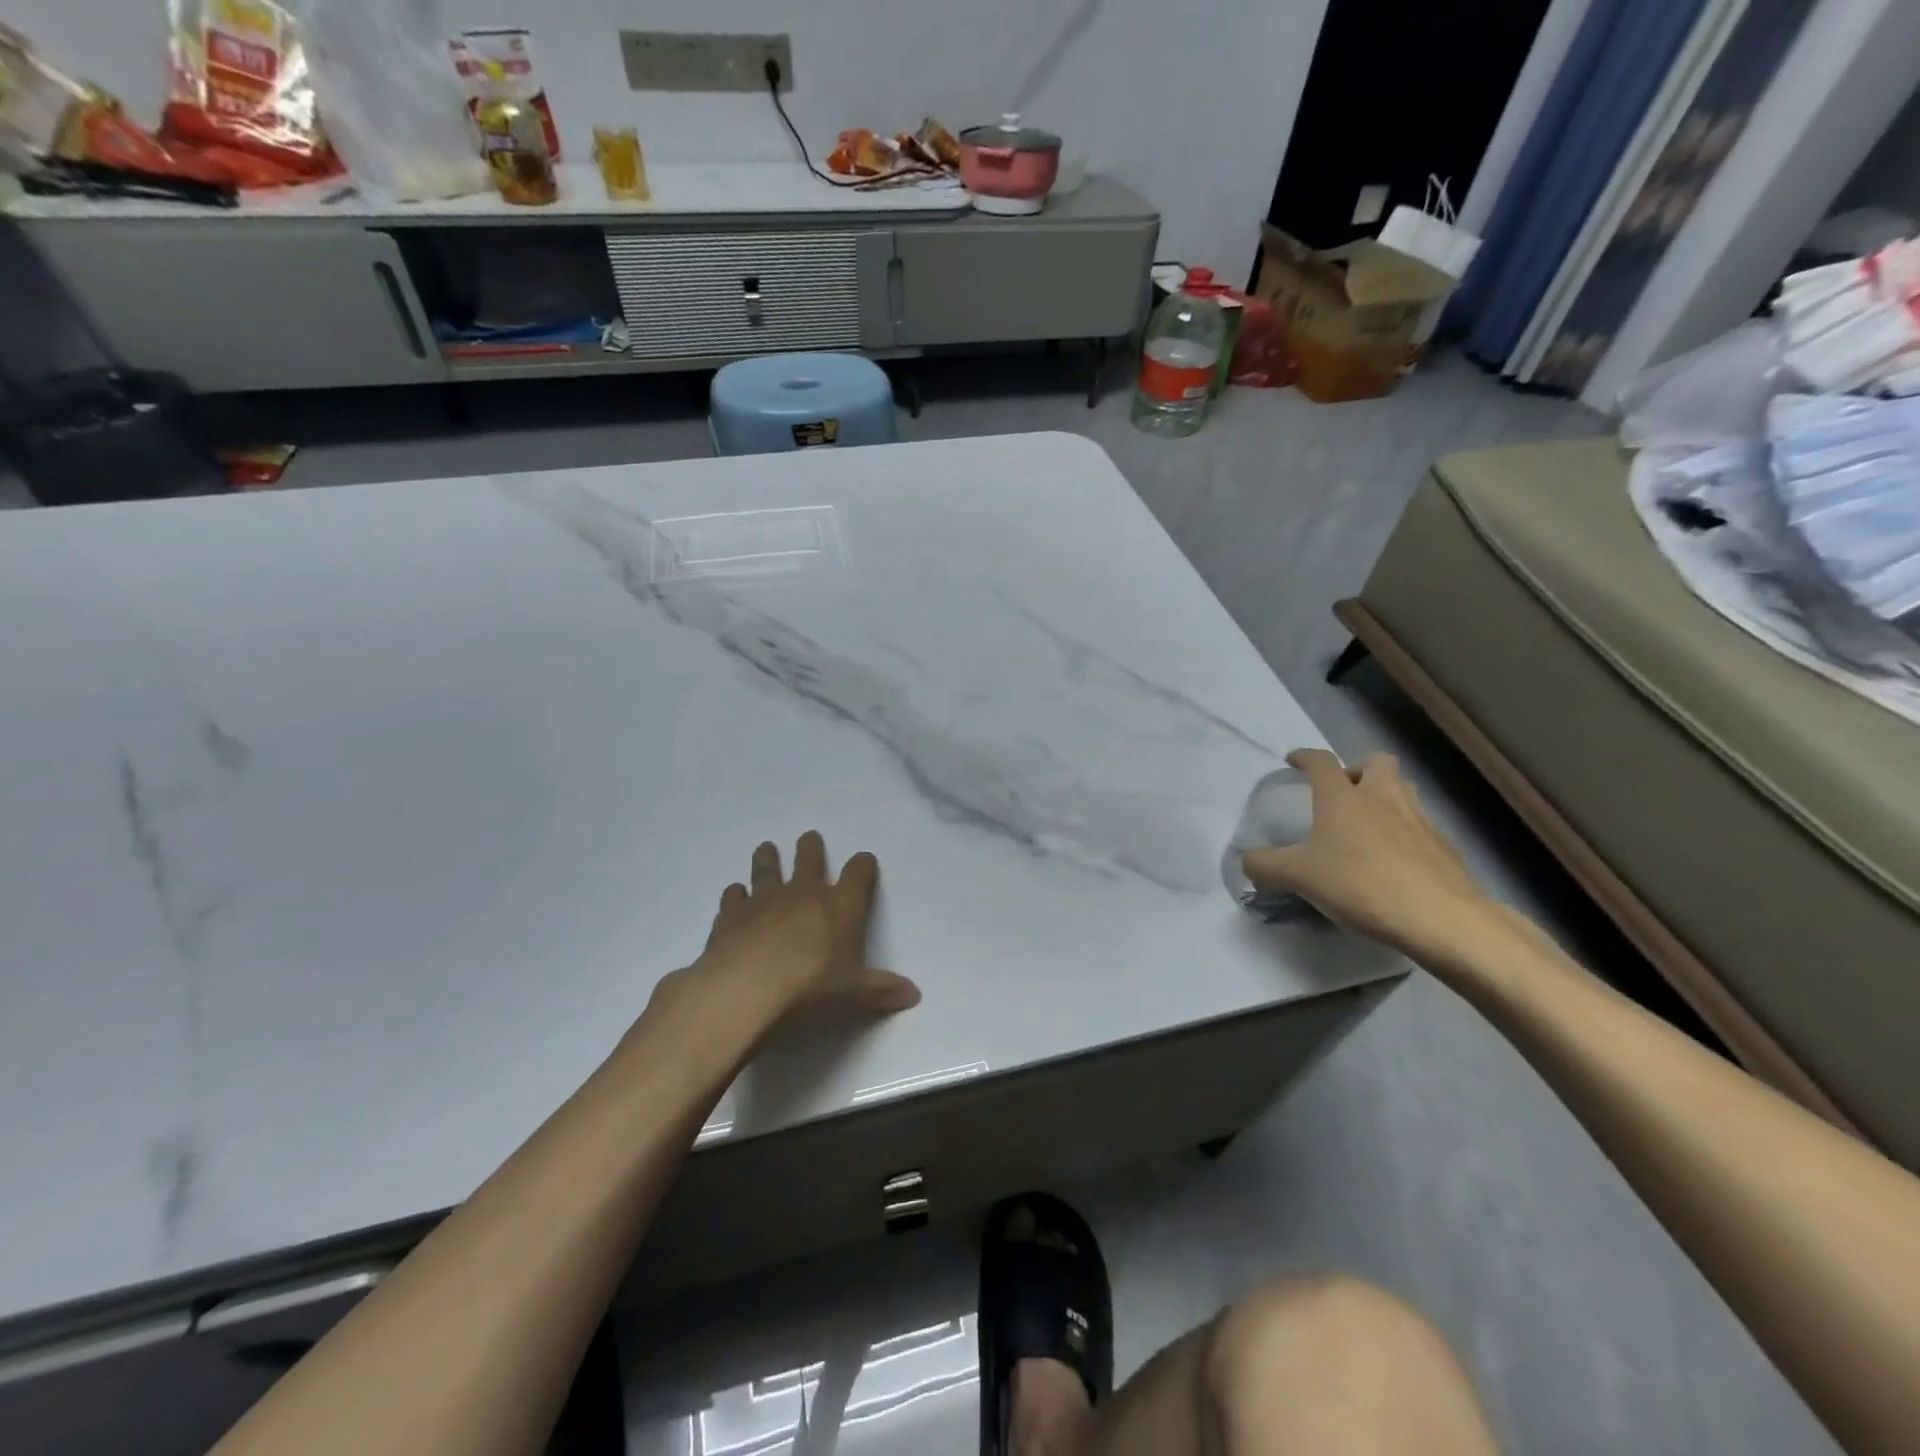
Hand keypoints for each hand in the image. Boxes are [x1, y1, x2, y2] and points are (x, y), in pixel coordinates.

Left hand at [650, 833, 920, 1039]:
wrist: (747, 990)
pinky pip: (733, 896)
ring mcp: (764, 899)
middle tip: (809, 838)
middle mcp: (804, 893)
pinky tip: (734, 895)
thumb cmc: (812, 989)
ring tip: (766, 848)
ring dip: (768, 858)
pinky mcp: (731, 915)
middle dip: (811, 848)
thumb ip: (882, 990)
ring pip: (767, 868)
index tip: (865, 861)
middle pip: (809, 859)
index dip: (863, 865)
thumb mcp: (855, 995)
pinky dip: (735, 895)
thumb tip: (914, 994)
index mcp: (841, 905)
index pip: (858, 873)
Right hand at [1242, 749, 1505, 968]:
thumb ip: (1265, 866)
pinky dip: (1405, 832)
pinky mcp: (1444, 846)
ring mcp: (1419, 819)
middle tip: (1343, 793)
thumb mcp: (1298, 877)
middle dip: (1358, 769)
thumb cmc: (1360, 884)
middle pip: (1376, 762)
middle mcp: (1382, 797)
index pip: (1321, 762)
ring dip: (1385, 796)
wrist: (1440, 917)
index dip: (1304, 757)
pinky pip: (1420, 825)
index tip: (1293, 761)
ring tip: (1368, 824)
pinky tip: (1394, 860)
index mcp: (1343, 797)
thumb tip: (1245, 861)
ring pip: (1403, 790)